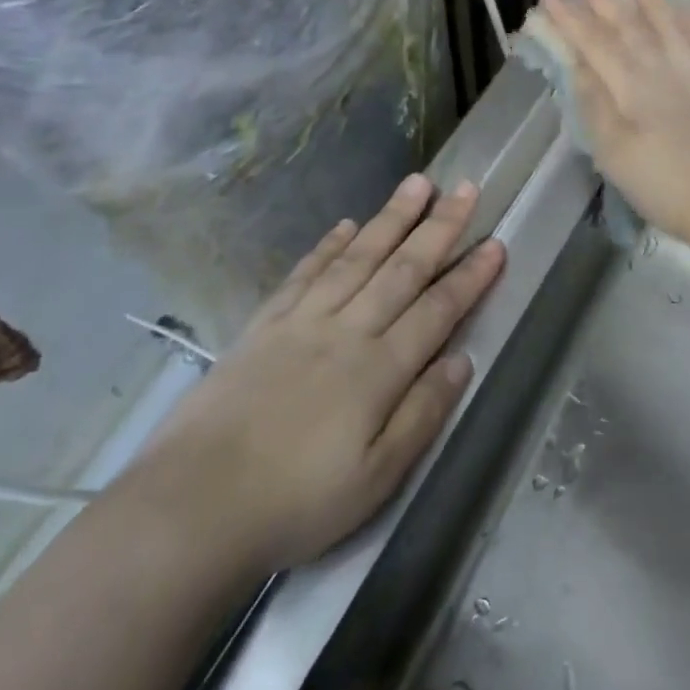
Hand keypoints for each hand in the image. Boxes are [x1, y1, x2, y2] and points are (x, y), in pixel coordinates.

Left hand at [121, 175, 503, 573]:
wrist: (194, 506)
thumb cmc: (297, 502)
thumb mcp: (376, 478)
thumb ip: (422, 414)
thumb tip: (462, 361)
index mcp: (379, 369)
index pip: (437, 310)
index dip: (470, 276)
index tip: (496, 242)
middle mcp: (346, 331)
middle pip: (402, 269)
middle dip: (439, 227)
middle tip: (466, 188)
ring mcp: (302, 322)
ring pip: (357, 258)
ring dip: (390, 219)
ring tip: (416, 183)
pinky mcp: (264, 326)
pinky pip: (304, 275)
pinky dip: (327, 246)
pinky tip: (345, 225)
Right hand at [539, 0, 689, 248]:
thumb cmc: (664, 186)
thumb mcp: (614, 154)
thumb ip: (596, 105)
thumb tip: (578, 65)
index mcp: (632, 87)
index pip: (594, 43)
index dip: (570, 18)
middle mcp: (663, 69)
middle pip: (628, 25)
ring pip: (669, 24)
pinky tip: (686, 3)